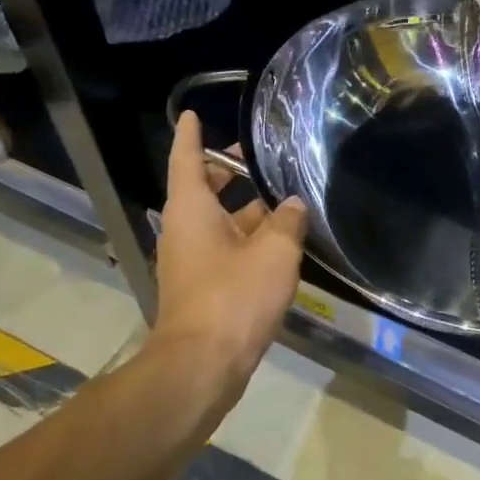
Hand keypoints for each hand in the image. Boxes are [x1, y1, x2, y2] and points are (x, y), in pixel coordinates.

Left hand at [139, 110, 307, 402]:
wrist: (203, 364)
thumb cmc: (234, 297)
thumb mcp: (274, 252)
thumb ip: (287, 222)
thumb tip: (294, 204)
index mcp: (192, 211)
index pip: (187, 160)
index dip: (191, 135)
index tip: (192, 114)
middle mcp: (185, 231)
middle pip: (203, 189)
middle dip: (228, 171)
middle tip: (259, 157)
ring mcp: (193, 262)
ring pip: (219, 222)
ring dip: (246, 208)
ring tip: (285, 198)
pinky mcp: (205, 288)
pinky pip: (227, 249)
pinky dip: (249, 238)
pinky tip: (282, 242)